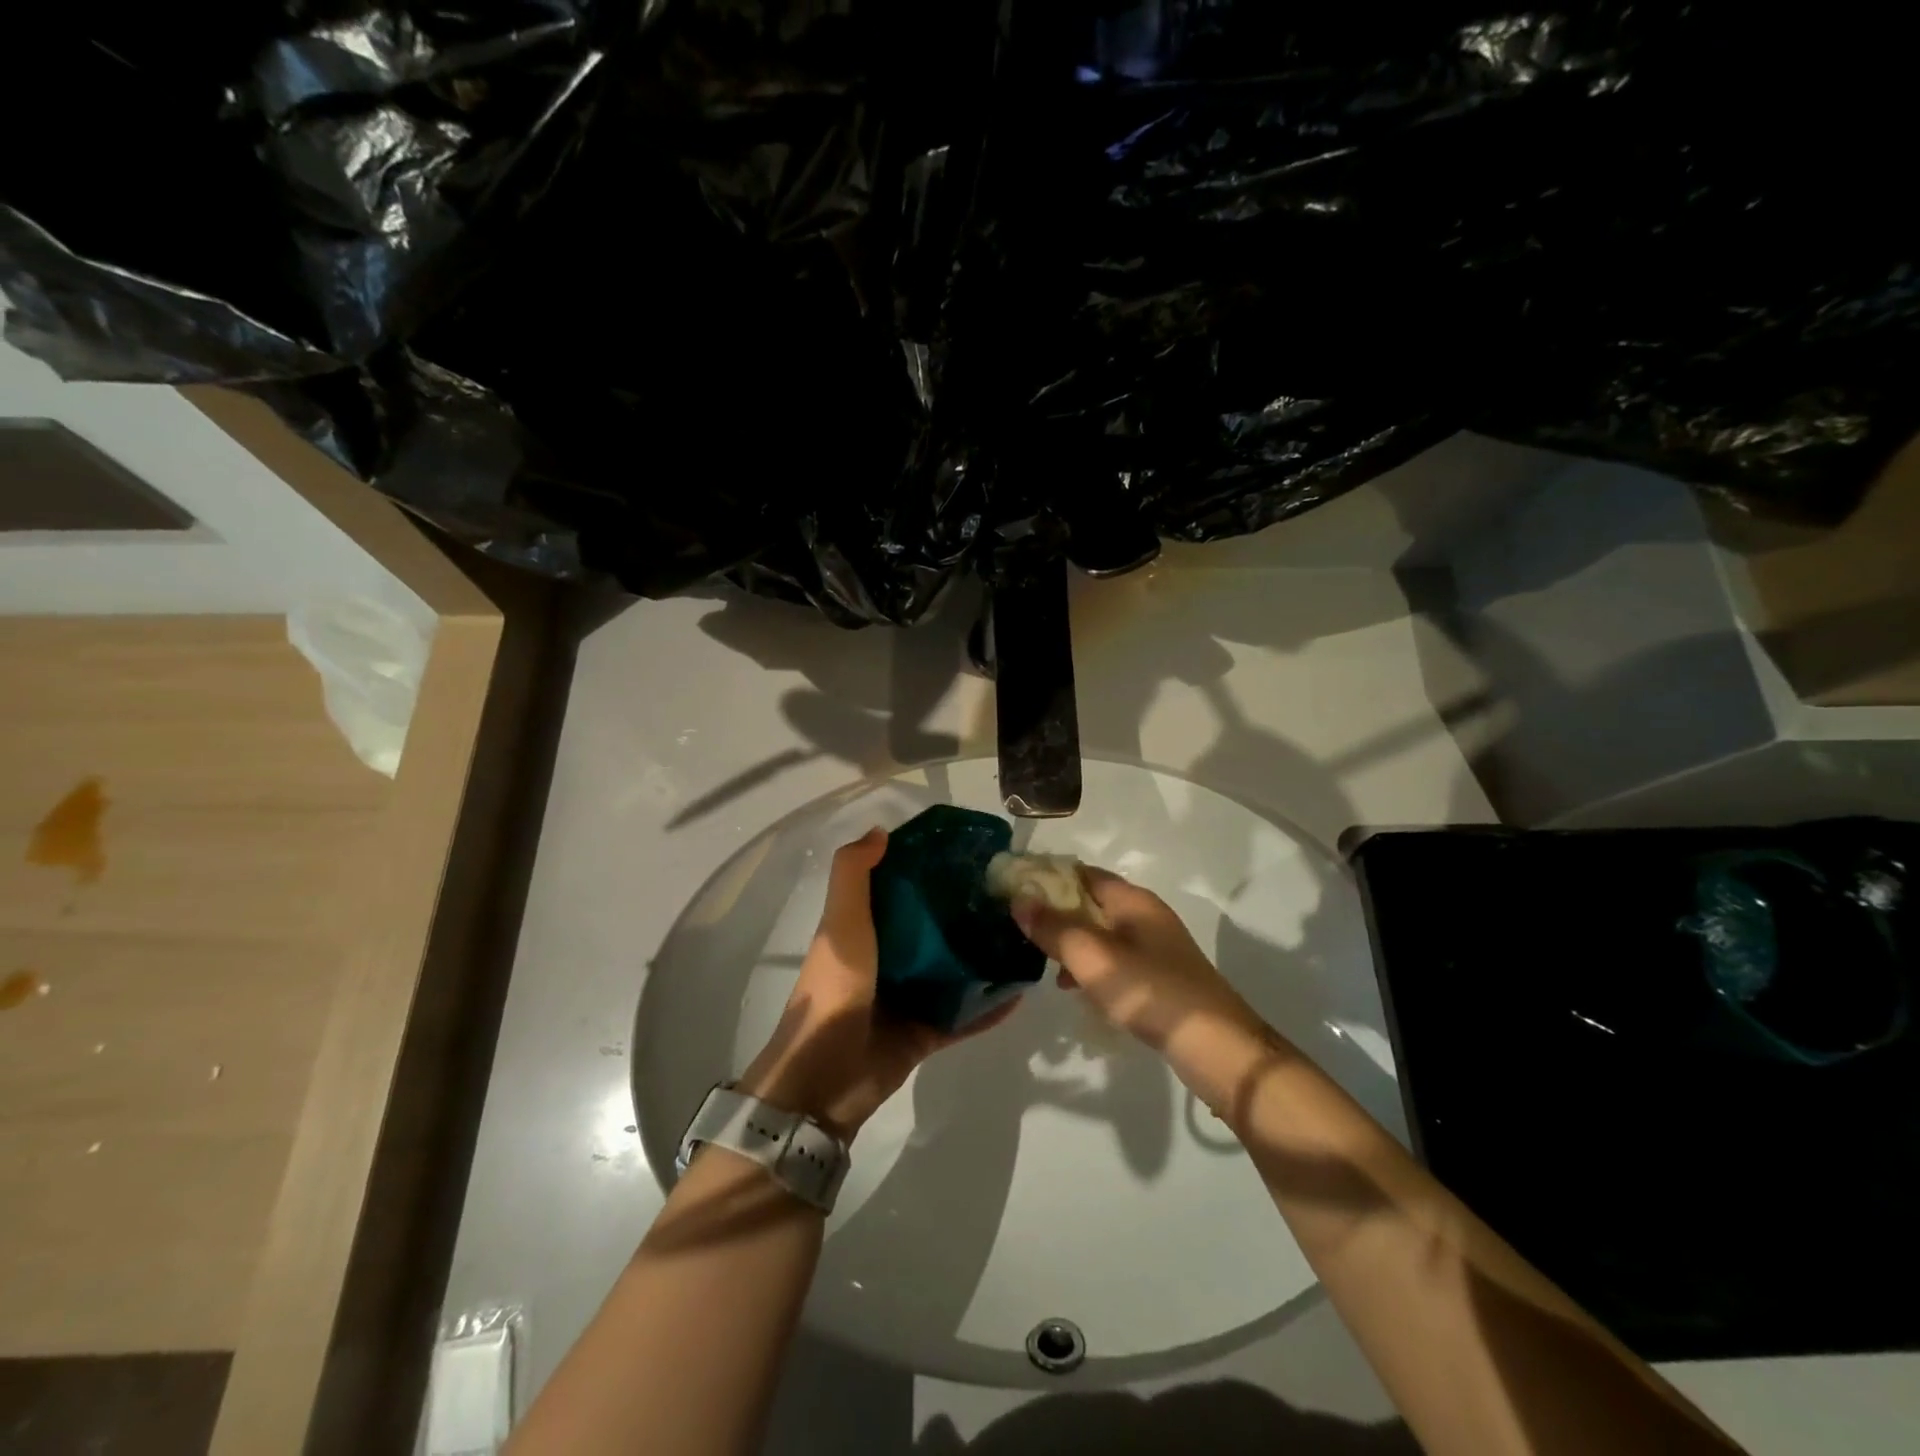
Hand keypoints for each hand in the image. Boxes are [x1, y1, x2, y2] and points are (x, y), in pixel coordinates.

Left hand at [739, 827, 1016, 1142]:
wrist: (825, 1079)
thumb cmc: (834, 989)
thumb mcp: (840, 924)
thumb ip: (853, 875)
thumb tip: (881, 830)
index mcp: (864, 931)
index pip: (899, 890)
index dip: (927, 869)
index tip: (965, 853)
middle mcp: (888, 960)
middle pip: (932, 929)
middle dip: (964, 912)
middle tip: (1008, 893)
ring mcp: (908, 999)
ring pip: (953, 971)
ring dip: (982, 957)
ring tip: (1023, 935)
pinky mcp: (925, 1033)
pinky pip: (964, 1015)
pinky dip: (990, 1005)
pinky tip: (1022, 990)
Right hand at [1011, 868, 1256, 1051]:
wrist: (1217, 1049)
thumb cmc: (1151, 992)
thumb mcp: (1094, 959)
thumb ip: (1055, 928)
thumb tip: (1019, 898)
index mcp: (1133, 901)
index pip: (1082, 873)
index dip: (1047, 877)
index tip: (1013, 890)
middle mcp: (1146, 917)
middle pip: (1091, 903)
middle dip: (1055, 913)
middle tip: (1020, 930)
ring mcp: (1155, 949)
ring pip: (1101, 935)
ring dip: (1071, 944)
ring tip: (1041, 964)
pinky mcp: (1159, 979)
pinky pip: (1114, 962)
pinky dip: (1091, 969)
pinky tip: (1075, 991)